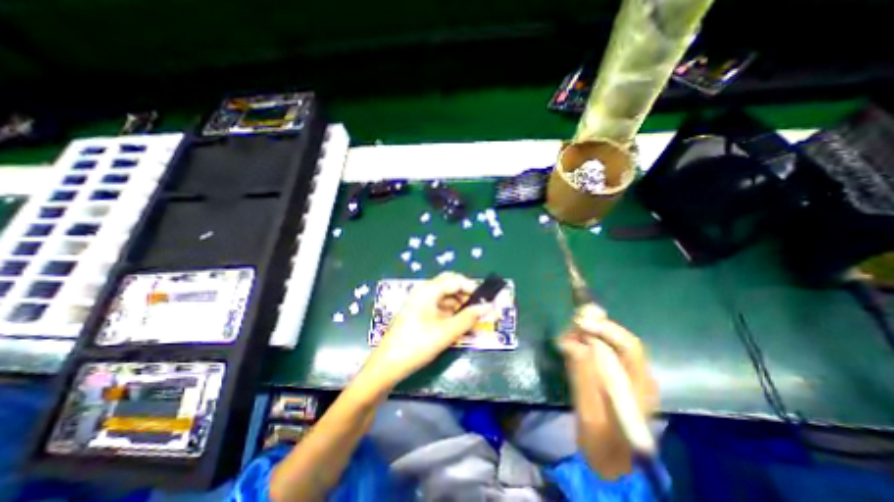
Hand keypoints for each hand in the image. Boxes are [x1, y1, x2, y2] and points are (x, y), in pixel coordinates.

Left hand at [359, 273, 492, 389]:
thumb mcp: (446, 332)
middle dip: (466, 294)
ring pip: (445, 297)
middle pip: (450, 285)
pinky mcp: (419, 314)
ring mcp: (420, 303)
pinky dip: (451, 313)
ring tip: (473, 318)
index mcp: (428, 290)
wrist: (387, 365)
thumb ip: (469, 318)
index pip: (456, 280)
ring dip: (460, 304)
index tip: (487, 300)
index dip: (473, 288)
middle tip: (480, 308)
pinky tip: (459, 323)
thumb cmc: (417, 344)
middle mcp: (424, 292)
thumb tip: (489, 307)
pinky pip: (439, 307)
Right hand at [556, 311, 654, 478]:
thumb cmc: (602, 441)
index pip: (629, 346)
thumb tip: (571, 343)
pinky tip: (569, 345)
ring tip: (566, 336)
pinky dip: (582, 345)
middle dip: (594, 328)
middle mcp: (635, 375)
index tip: (581, 323)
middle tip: (571, 323)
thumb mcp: (590, 412)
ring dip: (585, 335)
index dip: (606, 329)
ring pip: (606, 344)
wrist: (609, 462)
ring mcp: (623, 375)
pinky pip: (597, 352)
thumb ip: (582, 376)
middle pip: (617, 340)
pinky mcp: (610, 376)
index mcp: (639, 385)